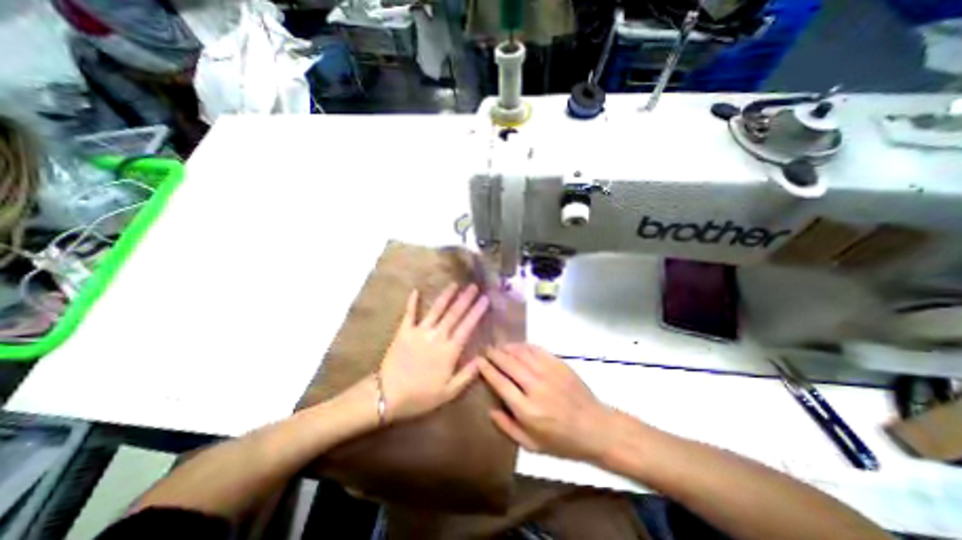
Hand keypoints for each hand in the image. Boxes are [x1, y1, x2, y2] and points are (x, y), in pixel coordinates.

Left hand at [382, 282, 490, 420]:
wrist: (388, 396)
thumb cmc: (420, 396)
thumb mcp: (449, 392)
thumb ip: (467, 374)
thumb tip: (483, 358)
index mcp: (449, 350)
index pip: (467, 326)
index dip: (477, 311)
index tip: (485, 299)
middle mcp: (437, 336)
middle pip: (454, 313)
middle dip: (465, 298)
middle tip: (473, 286)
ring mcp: (420, 331)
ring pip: (436, 309)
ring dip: (446, 296)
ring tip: (454, 284)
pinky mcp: (404, 331)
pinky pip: (410, 313)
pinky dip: (412, 302)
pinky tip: (415, 290)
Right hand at [479, 345, 616, 460]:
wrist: (595, 427)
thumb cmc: (562, 441)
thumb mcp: (532, 445)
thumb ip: (508, 427)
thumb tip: (490, 410)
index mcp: (527, 410)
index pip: (500, 383)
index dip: (487, 369)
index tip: (479, 361)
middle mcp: (536, 387)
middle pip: (509, 364)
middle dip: (494, 354)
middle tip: (485, 349)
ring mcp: (549, 373)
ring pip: (522, 353)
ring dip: (507, 347)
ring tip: (499, 346)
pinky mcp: (559, 364)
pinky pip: (537, 350)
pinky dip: (524, 346)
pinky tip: (518, 346)